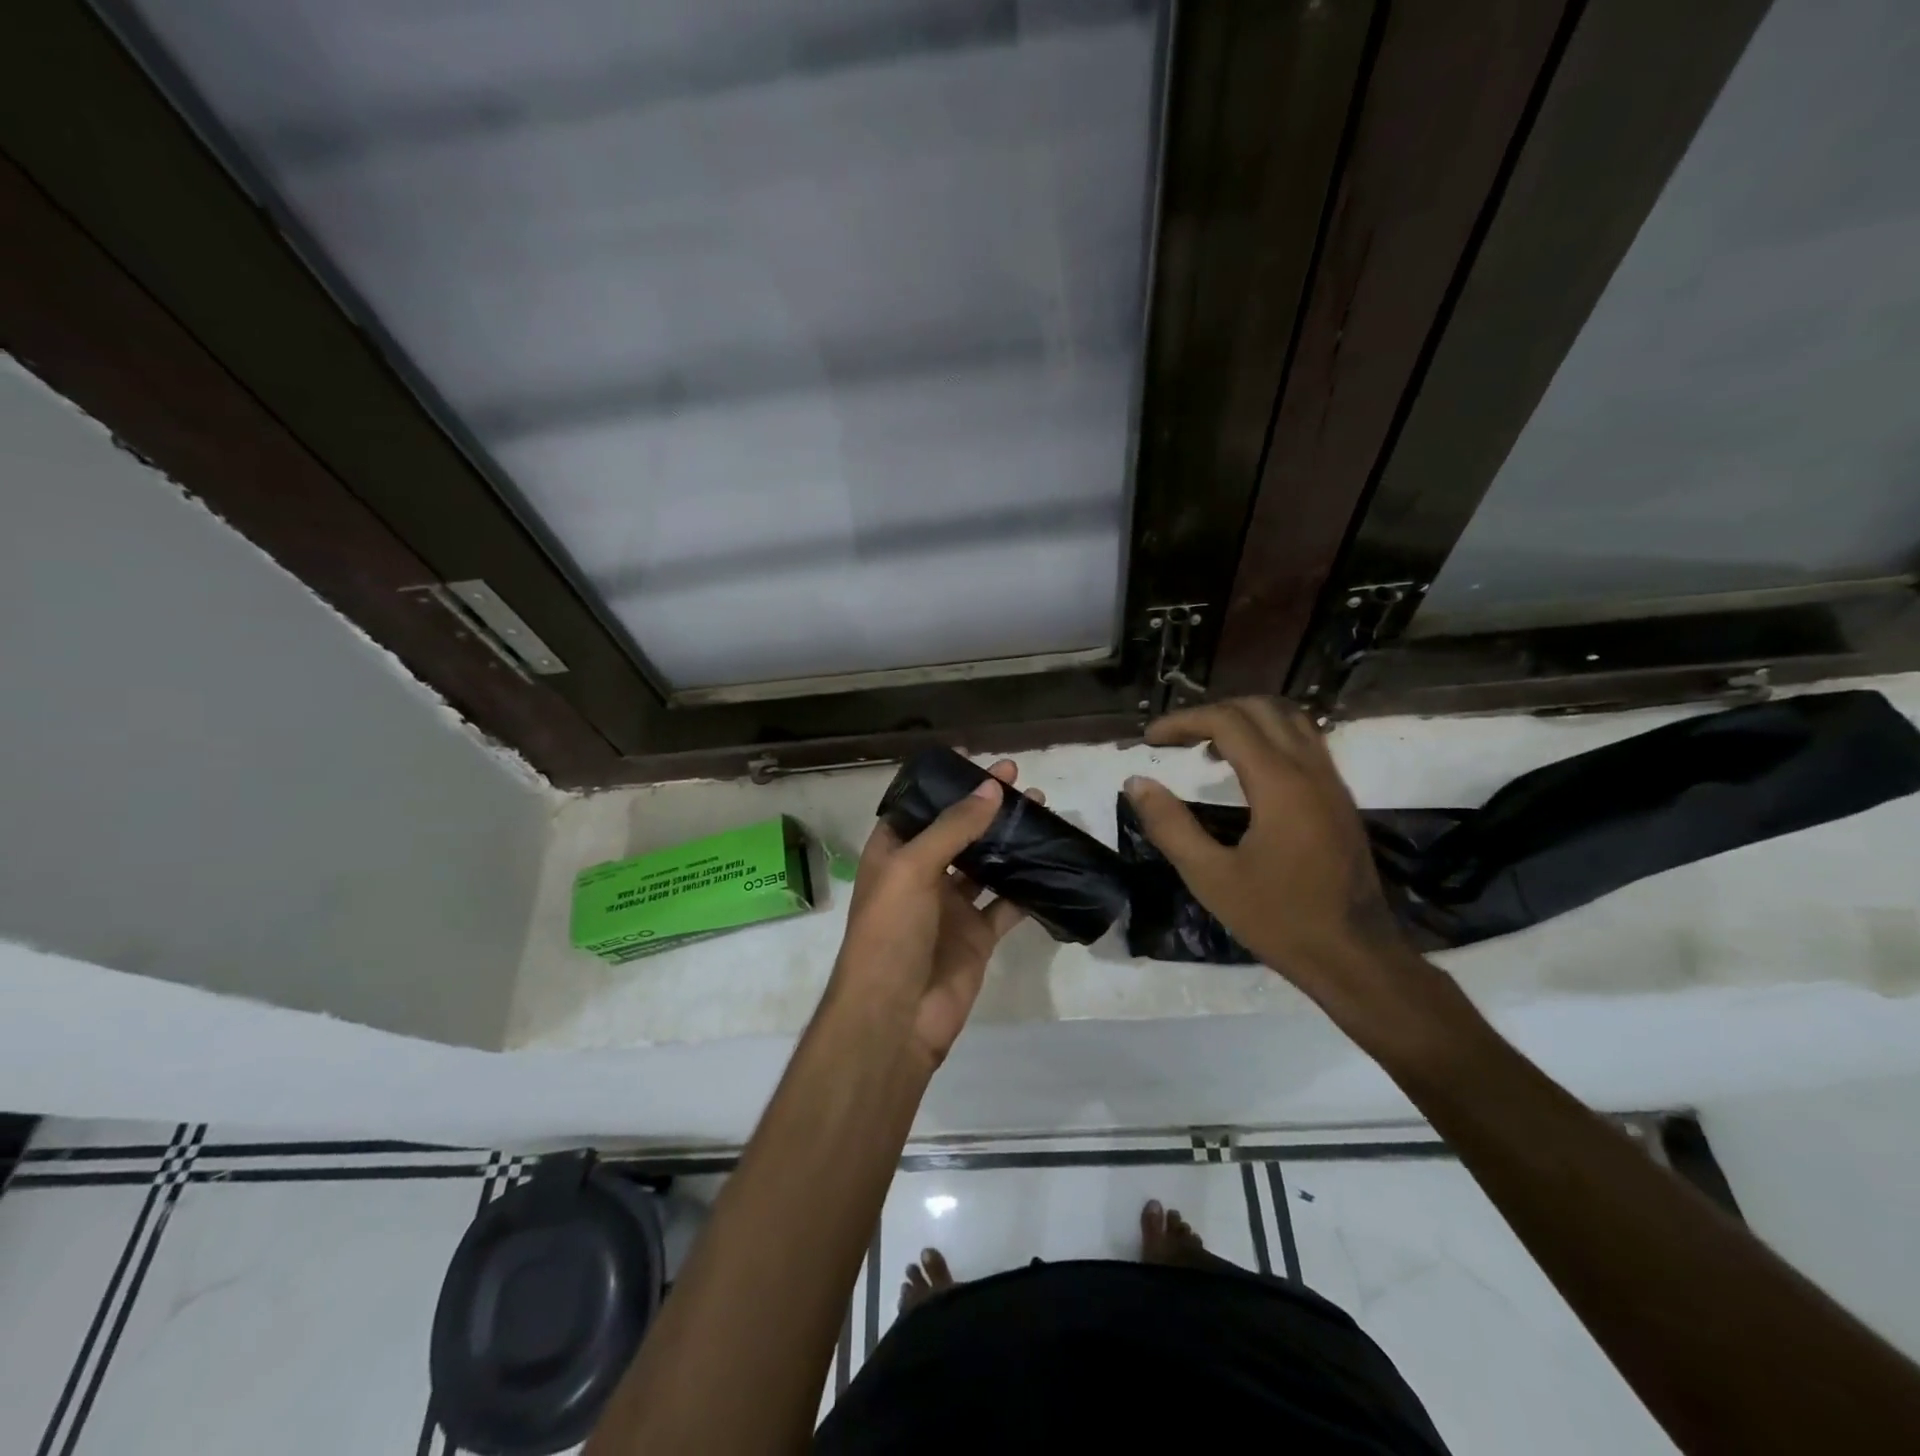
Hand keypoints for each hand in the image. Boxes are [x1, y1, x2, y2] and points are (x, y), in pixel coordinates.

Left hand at [827, 761, 1038, 1068]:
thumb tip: (992, 788)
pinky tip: (1052, 863)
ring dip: (1010, 841)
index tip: (981, 762)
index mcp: (893, 853)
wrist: (895, 1017)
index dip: (948, 785)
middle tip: (1022, 783)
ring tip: (1042, 812)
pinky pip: (1006, 904)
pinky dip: (1027, 886)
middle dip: (986, 808)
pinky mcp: (977, 936)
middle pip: (958, 831)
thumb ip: (954, 827)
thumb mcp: (913, 868)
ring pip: (985, 864)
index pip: (921, 807)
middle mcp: (921, 875)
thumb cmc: (890, 932)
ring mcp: (950, 907)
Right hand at [1123, 699, 1427, 1033]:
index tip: (1150, 740)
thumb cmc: (1279, 919)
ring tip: (1208, 748)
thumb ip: (1170, 825)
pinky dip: (1269, 738)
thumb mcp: (1210, 877)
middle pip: (1261, 709)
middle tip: (1177, 739)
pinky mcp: (1340, 800)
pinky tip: (1246, 773)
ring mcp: (1332, 783)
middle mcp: (1311, 770)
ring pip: (1290, 720)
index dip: (1183, 722)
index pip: (1228, 722)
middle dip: (1213, 713)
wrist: (1355, 957)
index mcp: (1280, 784)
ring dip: (1245, 721)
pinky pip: (1305, 743)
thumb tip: (1136, 782)